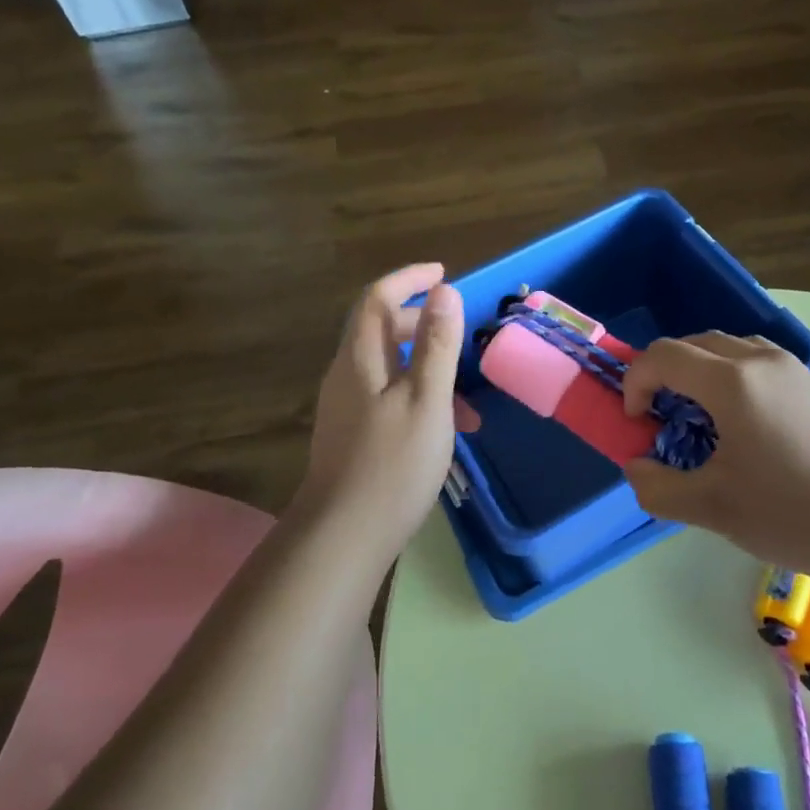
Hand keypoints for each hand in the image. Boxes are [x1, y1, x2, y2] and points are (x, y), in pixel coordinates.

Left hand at [289, 264, 464, 548]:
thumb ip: (437, 345)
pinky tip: (445, 428)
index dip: (408, 279)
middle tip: (458, 331)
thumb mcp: (427, 400)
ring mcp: (346, 407)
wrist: (343, 537)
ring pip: (389, 367)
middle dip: (422, 322)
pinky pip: (388, 396)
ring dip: (427, 367)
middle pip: (381, 330)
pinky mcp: (352, 434)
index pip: (377, 298)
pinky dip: (418, 396)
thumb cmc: (392, 464)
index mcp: (360, 359)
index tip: (443, 273)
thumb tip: (444, 291)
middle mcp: (347, 375)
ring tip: (466, 396)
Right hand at [620, 333, 809, 577]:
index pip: (664, 355)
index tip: (637, 422)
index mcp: (732, 383)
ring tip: (702, 416)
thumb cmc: (791, 513)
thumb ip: (657, 487)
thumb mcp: (711, 509)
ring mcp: (795, 369)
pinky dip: (734, 376)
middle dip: (666, 372)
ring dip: (702, 370)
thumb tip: (636, 467)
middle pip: (696, 343)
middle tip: (662, 416)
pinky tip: (747, 424)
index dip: (636, 382)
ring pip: (731, 347)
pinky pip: (760, 361)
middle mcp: (762, 361)